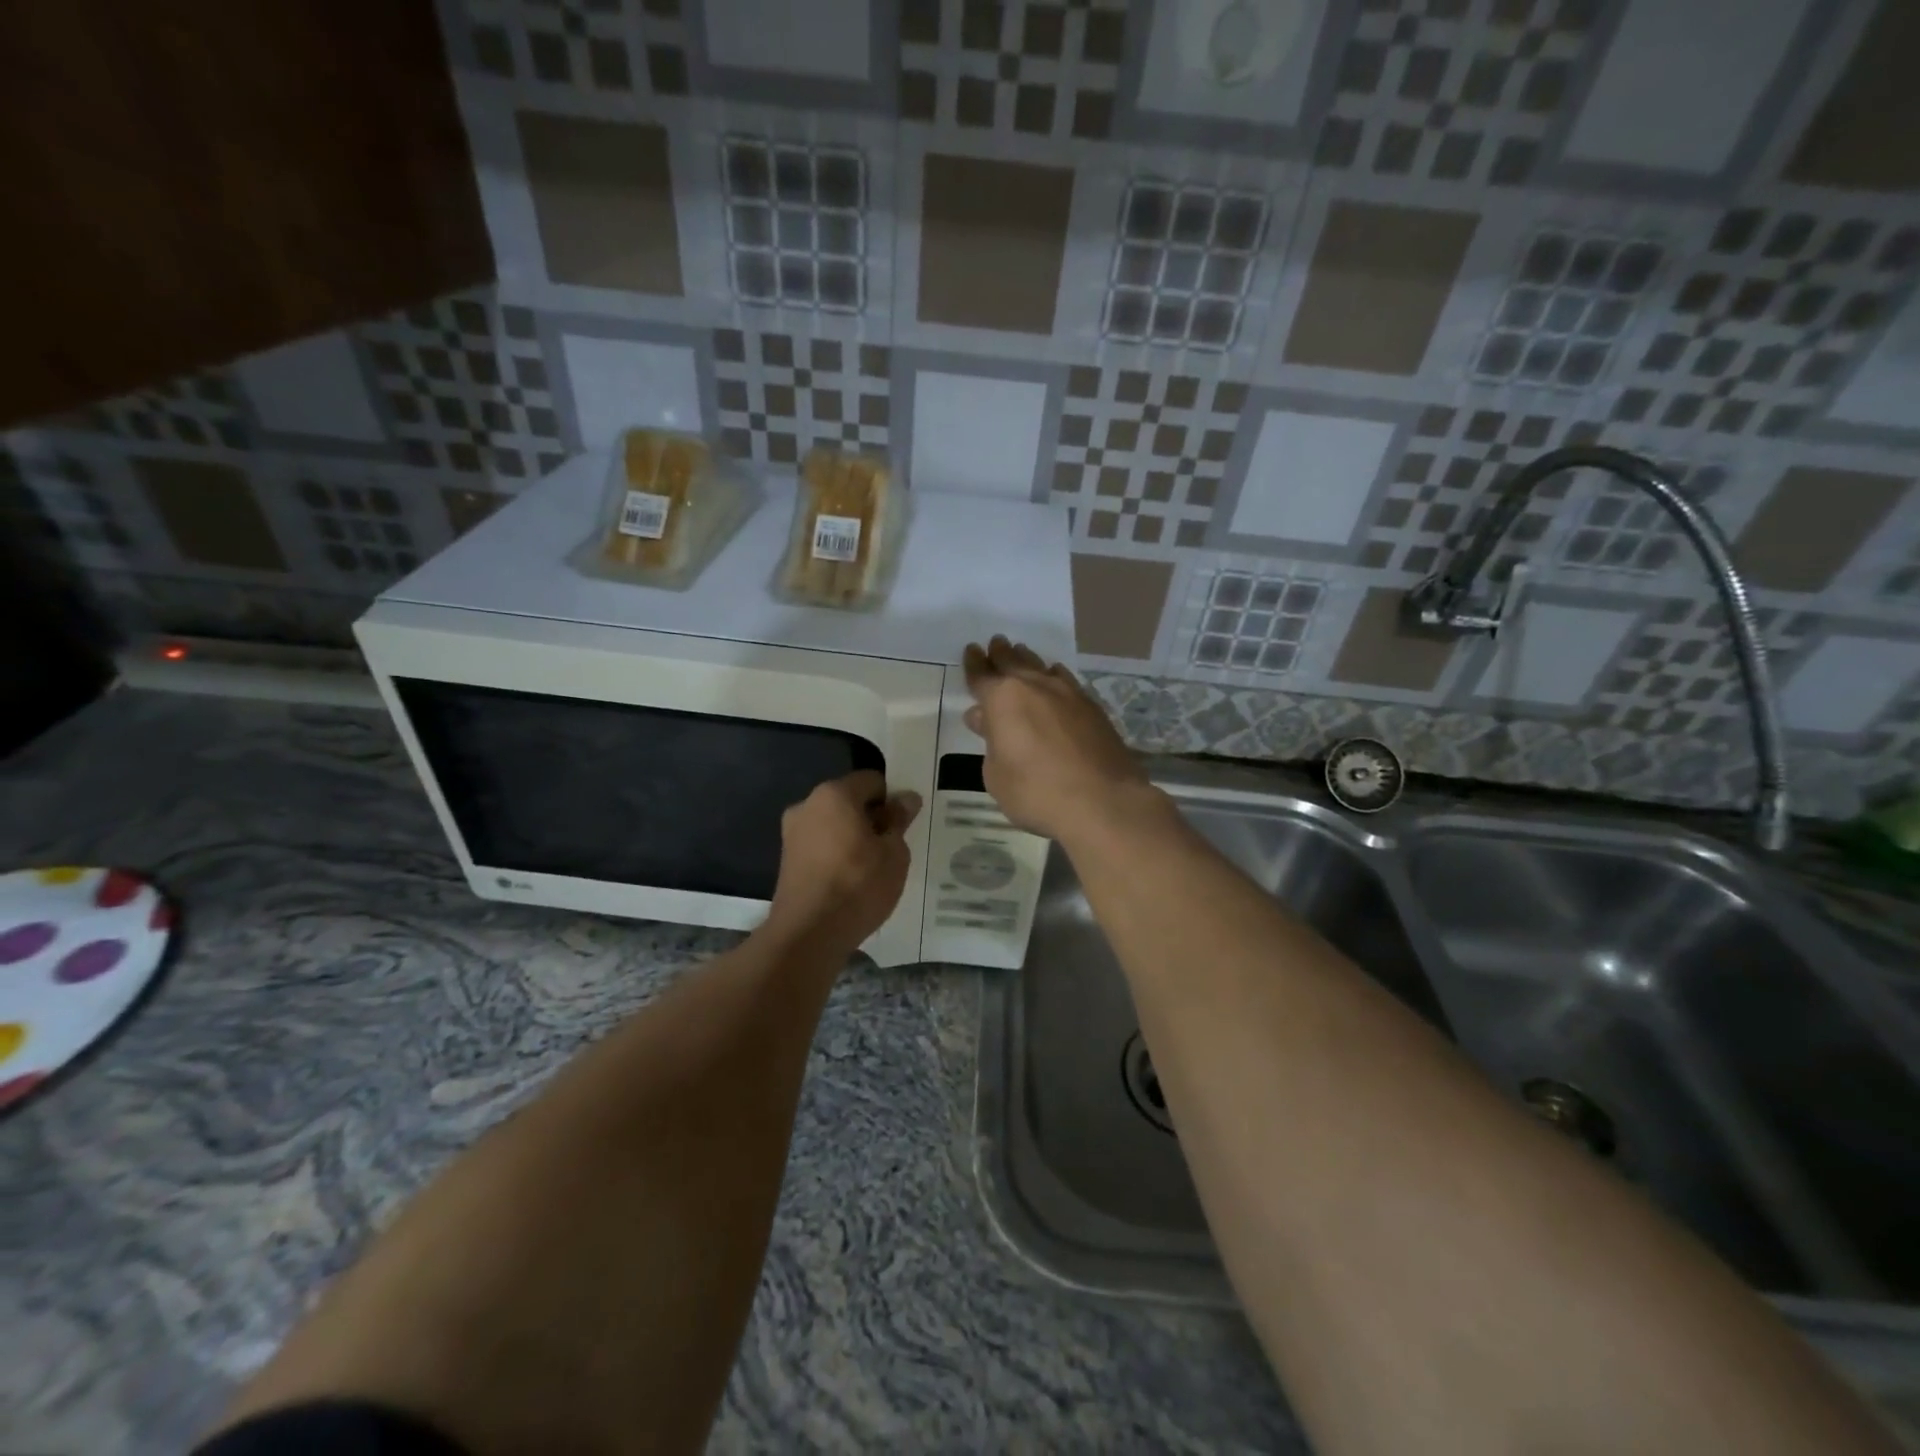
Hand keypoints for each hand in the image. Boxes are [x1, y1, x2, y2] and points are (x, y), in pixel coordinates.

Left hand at [766, 771, 921, 950]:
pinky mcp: (787, 860)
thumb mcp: (894, 853)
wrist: (809, 934)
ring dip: (854, 837)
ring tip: (874, 867)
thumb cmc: (858, 885)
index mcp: (834, 794)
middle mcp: (807, 805)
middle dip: (872, 818)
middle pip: (849, 801)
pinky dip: (837, 854)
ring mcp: (792, 833)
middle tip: (893, 846)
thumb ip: (899, 821)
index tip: (905, 824)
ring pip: (834, 824)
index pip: (872, 780)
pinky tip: (852, 880)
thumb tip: (906, 799)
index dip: (893, 798)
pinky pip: (821, 845)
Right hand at [963, 636, 1152, 841]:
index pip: (982, 676)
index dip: (974, 664)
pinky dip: (1054, 676)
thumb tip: (985, 719)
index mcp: (1003, 699)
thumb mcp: (996, 775)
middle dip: (1001, 653)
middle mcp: (1035, 687)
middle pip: (1013, 662)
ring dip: (1028, 659)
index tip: (971, 650)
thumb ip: (990, 742)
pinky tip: (1055, 677)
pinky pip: (1066, 681)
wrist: (1102, 801)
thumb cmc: (1036, 792)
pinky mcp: (1092, 708)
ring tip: (1021, 653)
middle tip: (995, 643)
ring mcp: (1068, 694)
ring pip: (1042, 667)